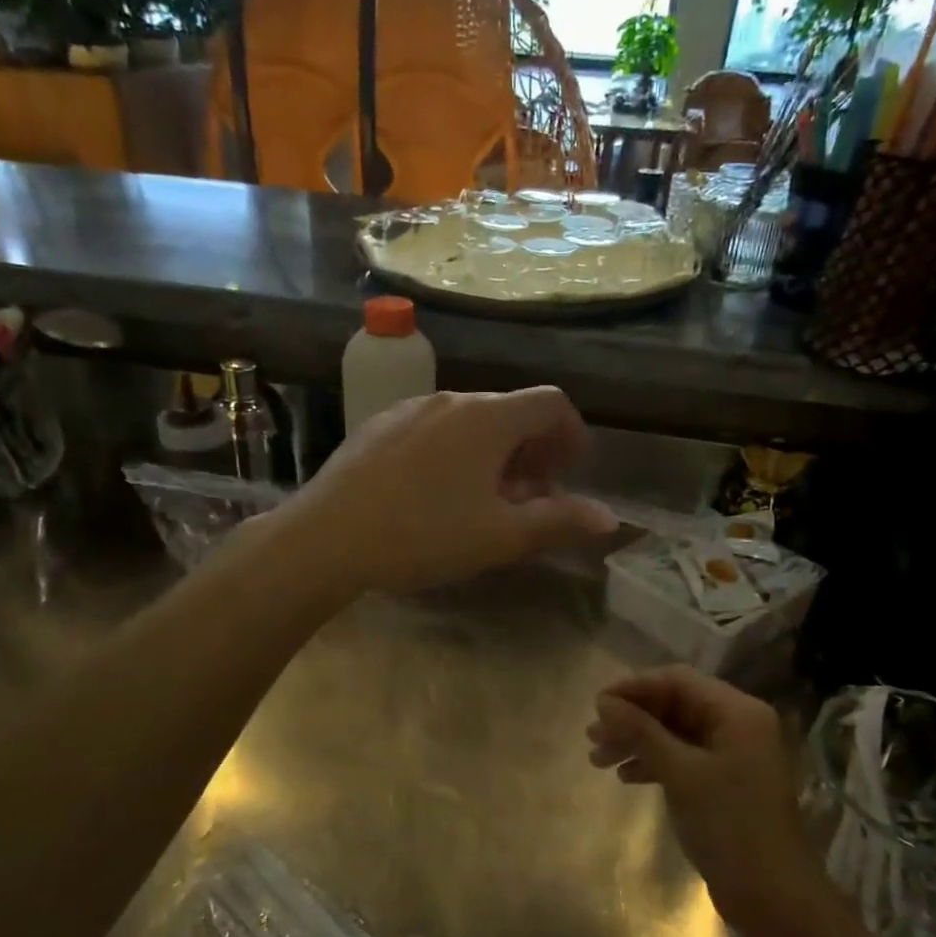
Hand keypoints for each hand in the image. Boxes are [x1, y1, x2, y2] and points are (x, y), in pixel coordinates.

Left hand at [284, 388, 618, 593]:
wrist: (326, 537)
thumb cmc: (423, 535)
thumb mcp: (500, 536)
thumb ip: (558, 522)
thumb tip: (609, 517)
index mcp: (488, 418)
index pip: (551, 403)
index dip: (571, 434)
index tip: (569, 472)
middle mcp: (451, 399)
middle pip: (510, 410)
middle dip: (532, 450)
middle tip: (530, 497)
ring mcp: (409, 408)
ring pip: (470, 420)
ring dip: (493, 452)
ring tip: (484, 499)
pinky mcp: (378, 425)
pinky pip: (433, 428)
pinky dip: (455, 451)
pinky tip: (435, 492)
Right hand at [588, 666, 823, 936]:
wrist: (773, 898)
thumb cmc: (730, 825)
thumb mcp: (681, 773)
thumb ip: (641, 732)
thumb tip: (603, 702)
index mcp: (738, 712)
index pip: (678, 681)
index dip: (635, 687)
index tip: (597, 704)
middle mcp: (737, 725)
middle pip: (674, 706)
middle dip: (631, 719)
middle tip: (592, 736)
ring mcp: (731, 755)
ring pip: (673, 733)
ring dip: (636, 742)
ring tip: (597, 759)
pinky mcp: (723, 782)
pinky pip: (681, 758)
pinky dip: (653, 763)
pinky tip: (625, 777)